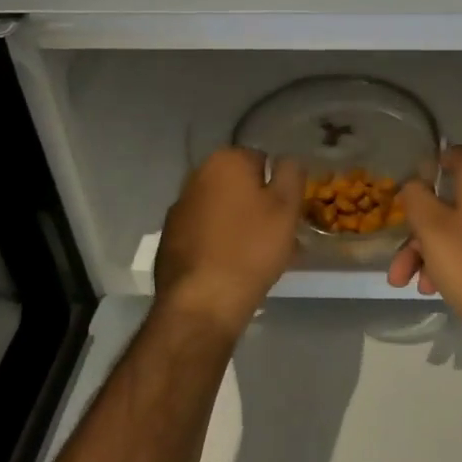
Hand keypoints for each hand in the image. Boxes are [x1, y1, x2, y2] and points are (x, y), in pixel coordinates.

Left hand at [155, 147, 303, 337]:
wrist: (202, 301)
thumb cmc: (251, 248)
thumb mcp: (287, 207)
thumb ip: (291, 172)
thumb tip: (286, 159)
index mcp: (224, 161)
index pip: (262, 160)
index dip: (278, 186)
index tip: (287, 213)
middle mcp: (196, 177)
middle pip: (239, 185)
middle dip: (258, 204)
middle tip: (277, 235)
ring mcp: (179, 208)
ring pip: (222, 209)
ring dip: (240, 223)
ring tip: (258, 256)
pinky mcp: (170, 238)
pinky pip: (205, 232)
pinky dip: (220, 241)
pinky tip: (232, 266)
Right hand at [386, 146, 461, 342]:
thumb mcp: (432, 229)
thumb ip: (416, 198)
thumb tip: (414, 184)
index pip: (450, 155)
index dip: (422, 173)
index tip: (404, 199)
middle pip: (448, 199)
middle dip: (417, 231)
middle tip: (398, 261)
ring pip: (458, 227)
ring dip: (429, 252)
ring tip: (409, 283)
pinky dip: (452, 260)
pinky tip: (434, 289)